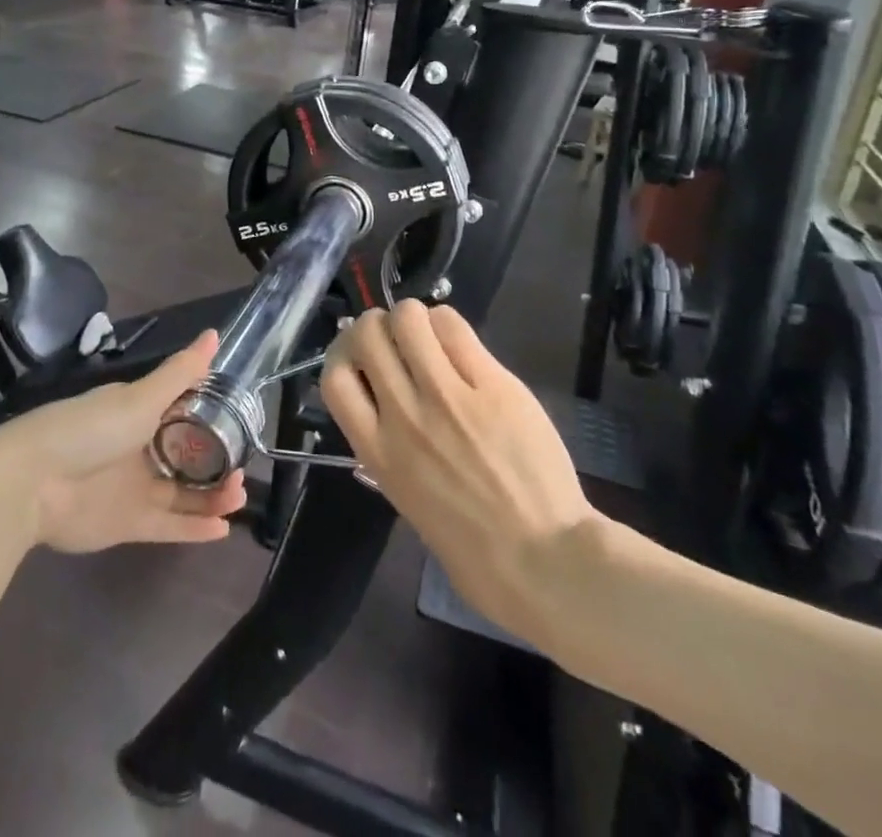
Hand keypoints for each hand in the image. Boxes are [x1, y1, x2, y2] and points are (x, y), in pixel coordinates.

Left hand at [0, 331, 246, 553]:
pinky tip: (224, 528)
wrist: (31, 483)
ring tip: (239, 495)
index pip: (184, 413)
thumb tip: (214, 334)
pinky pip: (168, 525)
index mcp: (139, 413)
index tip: (242, 423)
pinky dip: (194, 528)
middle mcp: (140, 448)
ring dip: (212, 496)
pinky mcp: (127, 524)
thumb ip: (180, 372)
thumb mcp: (140, 397)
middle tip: (244, 470)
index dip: (214, 419)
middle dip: (218, 464)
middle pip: (187, 457)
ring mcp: (133, 488)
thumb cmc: (90, 429)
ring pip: (183, 493)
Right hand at [321, 301, 600, 645]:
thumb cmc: (475, 552)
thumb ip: (389, 450)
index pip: (334, 378)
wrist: (547, 564)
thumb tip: (384, 408)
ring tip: (429, 337)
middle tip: (397, 341)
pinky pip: (455, 328)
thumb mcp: (407, 502)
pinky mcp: (492, 384)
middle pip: (366, 334)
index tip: (360, 358)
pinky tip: (460, 344)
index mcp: (378, 453)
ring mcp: (448, 397)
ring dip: (412, 318)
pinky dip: (448, 324)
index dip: (343, 355)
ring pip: (408, 317)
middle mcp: (404, 417)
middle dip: (376, 325)